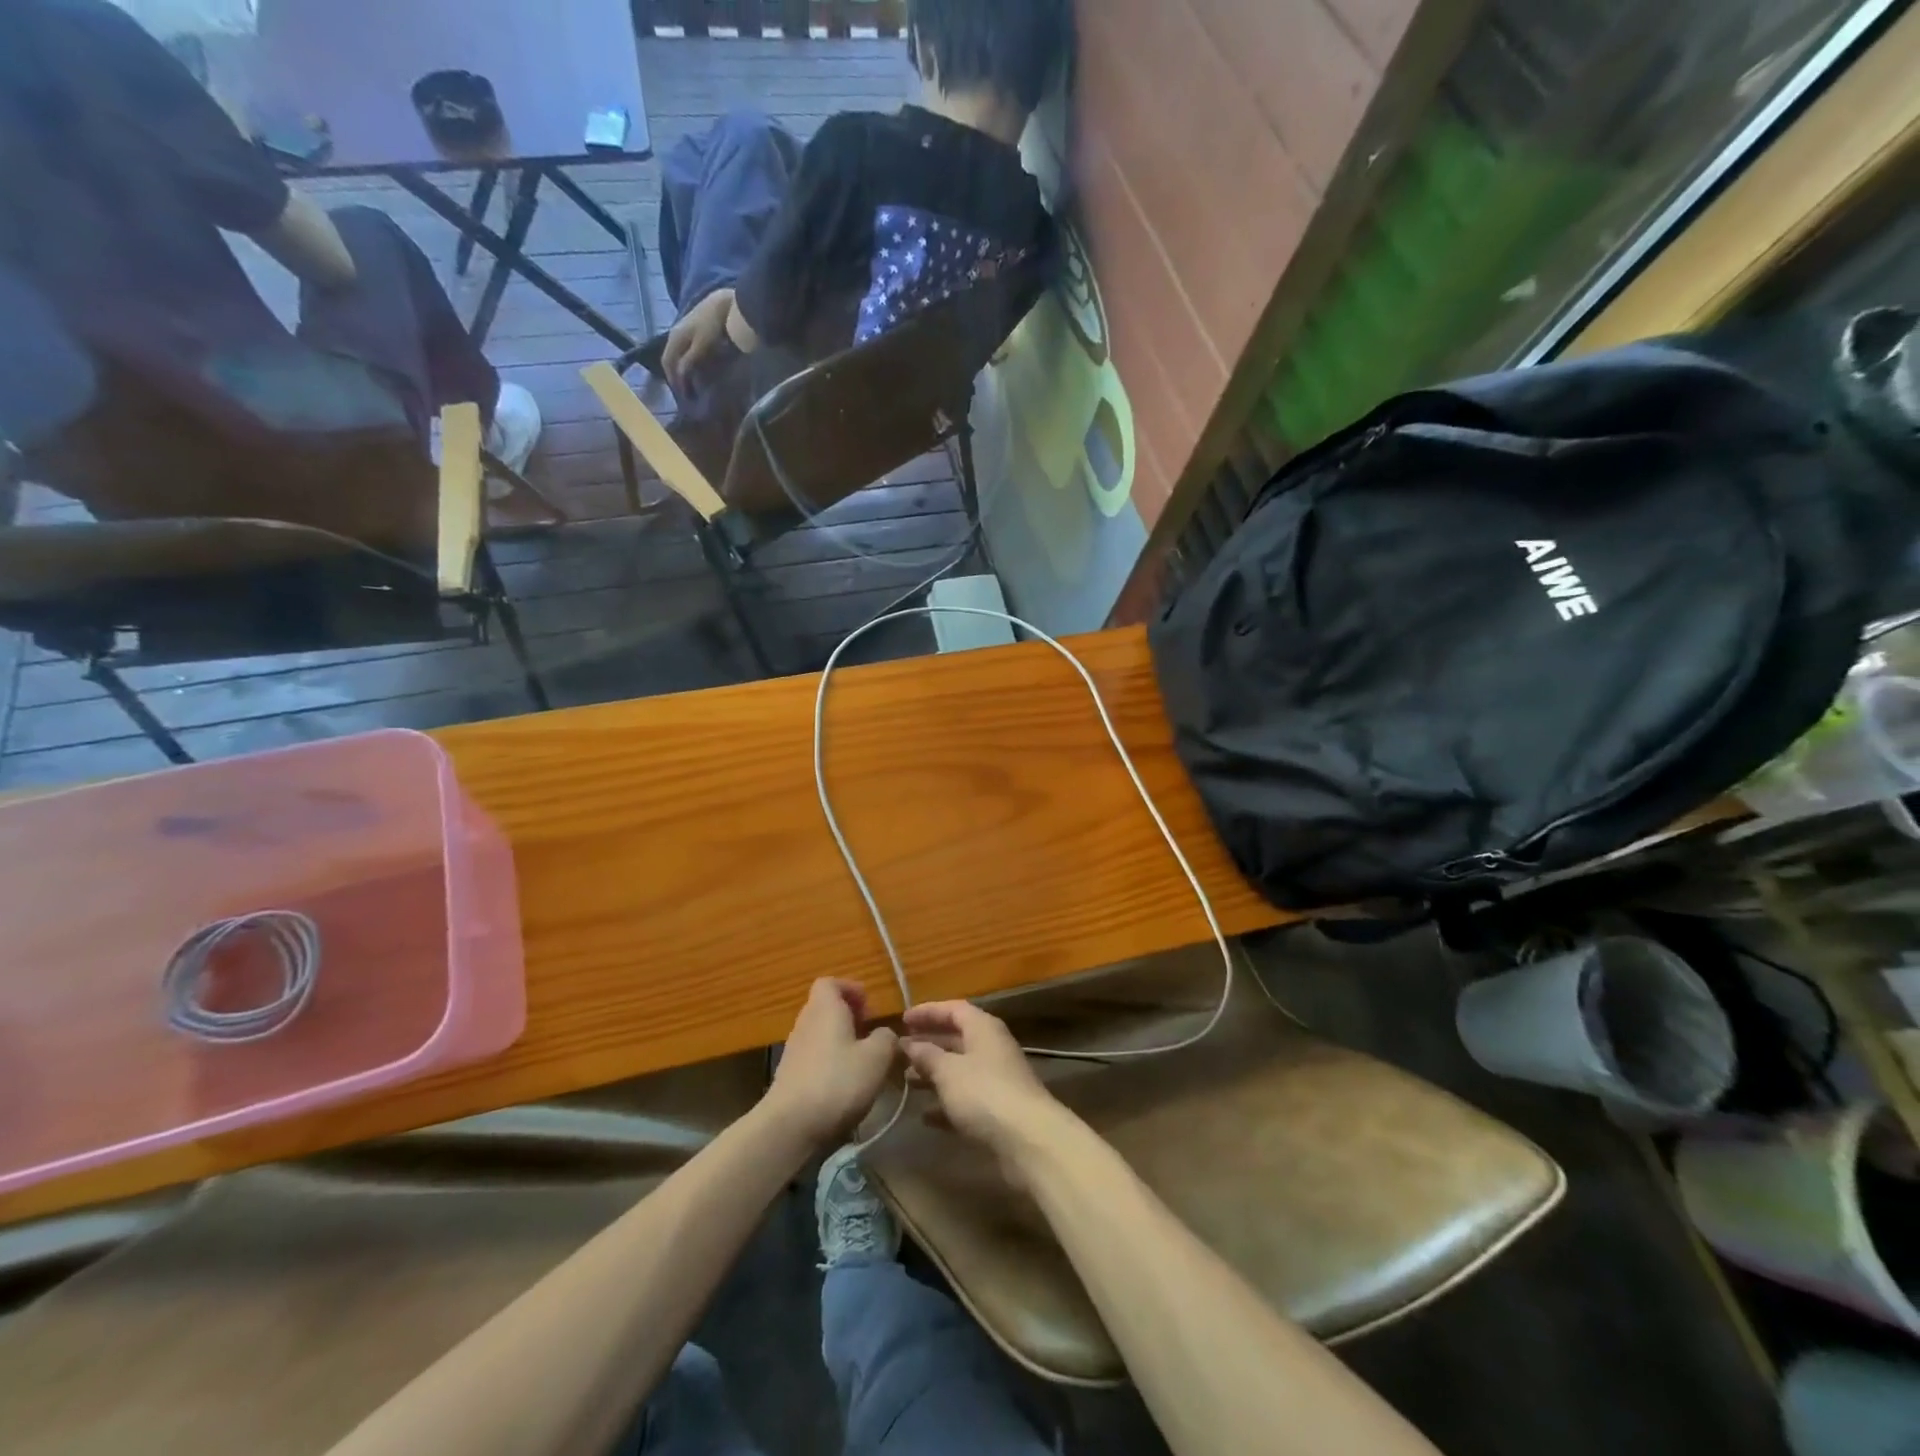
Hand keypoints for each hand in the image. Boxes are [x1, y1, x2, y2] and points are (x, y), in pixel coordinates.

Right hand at [661, 288, 733, 395]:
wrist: (725, 304)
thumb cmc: (713, 326)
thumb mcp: (701, 346)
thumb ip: (689, 361)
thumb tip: (680, 376)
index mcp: (674, 337)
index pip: (667, 362)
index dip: (673, 380)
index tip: (683, 395)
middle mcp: (675, 333)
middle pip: (671, 358)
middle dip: (677, 376)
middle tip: (687, 392)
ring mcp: (684, 330)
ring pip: (678, 354)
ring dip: (683, 369)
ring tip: (692, 382)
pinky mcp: (694, 329)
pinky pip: (686, 349)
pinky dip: (689, 361)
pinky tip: (698, 368)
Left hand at [764, 980, 900, 1146]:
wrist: (790, 1126)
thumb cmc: (838, 1081)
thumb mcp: (877, 1057)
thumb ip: (886, 1038)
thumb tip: (884, 1034)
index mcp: (825, 1008)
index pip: (831, 982)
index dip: (851, 989)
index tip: (869, 1008)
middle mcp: (805, 1022)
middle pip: (825, 1008)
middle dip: (849, 1017)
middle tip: (870, 1036)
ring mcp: (793, 1050)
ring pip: (820, 1034)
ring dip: (840, 1042)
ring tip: (861, 1063)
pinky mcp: (789, 1076)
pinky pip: (813, 1058)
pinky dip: (829, 1063)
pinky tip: (843, 1086)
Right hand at [901, 1002, 1064, 1163]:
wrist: (1028, 1140)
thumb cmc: (984, 1093)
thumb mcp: (948, 1071)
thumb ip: (927, 1055)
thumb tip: (909, 1044)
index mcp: (983, 1028)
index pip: (953, 1009)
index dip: (928, 1012)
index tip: (903, 1019)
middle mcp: (991, 1048)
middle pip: (956, 1039)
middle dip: (928, 1044)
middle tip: (900, 1051)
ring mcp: (996, 1080)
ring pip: (959, 1070)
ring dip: (933, 1074)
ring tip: (905, 1081)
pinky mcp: (996, 1111)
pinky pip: (965, 1099)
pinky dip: (945, 1104)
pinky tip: (925, 1116)